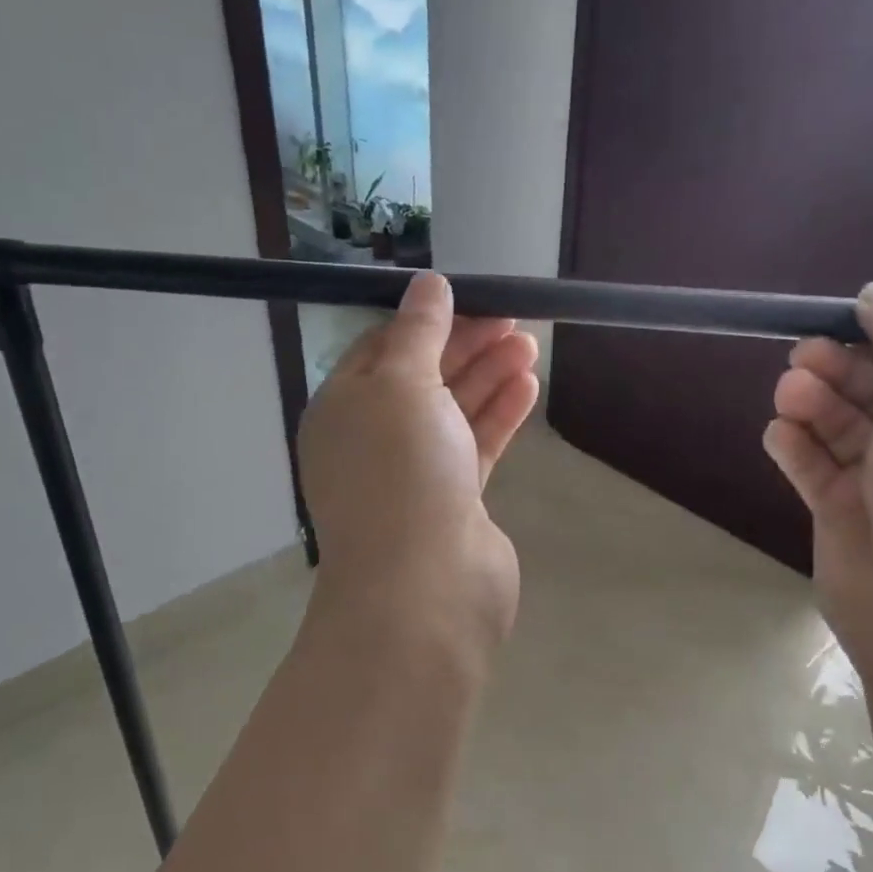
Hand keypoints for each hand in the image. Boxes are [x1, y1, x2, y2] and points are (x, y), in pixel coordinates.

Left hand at [299, 273, 539, 649]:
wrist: (423, 589)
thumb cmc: (400, 471)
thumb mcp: (401, 384)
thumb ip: (418, 332)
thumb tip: (428, 283)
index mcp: (343, 408)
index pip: (382, 348)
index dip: (427, 320)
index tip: (472, 298)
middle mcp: (373, 439)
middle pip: (423, 377)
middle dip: (466, 344)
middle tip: (514, 317)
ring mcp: (414, 472)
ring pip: (453, 410)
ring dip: (488, 375)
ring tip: (529, 343)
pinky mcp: (452, 501)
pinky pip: (475, 445)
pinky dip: (499, 414)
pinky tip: (527, 385)